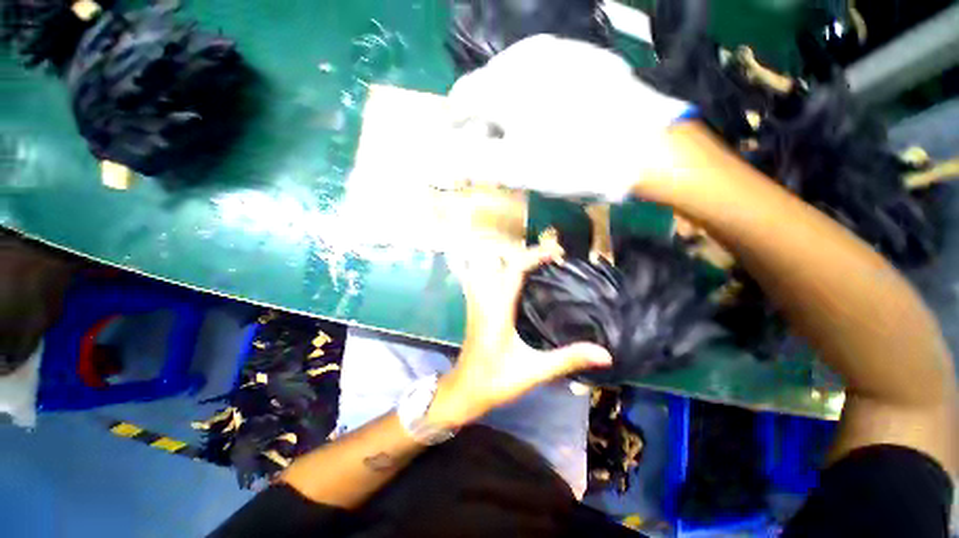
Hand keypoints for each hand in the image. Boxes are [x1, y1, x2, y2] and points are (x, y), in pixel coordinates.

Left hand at [428, 243, 612, 427]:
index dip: (535, 255)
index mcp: (499, 310)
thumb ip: (568, 359)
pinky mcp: (476, 307)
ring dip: (512, 260)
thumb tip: (605, 354)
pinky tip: (517, 281)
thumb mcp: (534, 371)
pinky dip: (503, 271)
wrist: (463, 390)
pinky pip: (487, 278)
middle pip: (500, 261)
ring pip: (490, 267)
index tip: (557, 253)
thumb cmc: (495, 381)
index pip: (514, 269)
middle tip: (550, 260)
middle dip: (525, 254)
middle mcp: (485, 300)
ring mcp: (477, 302)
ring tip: (536, 266)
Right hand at [444, 35, 690, 201]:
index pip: (462, 98)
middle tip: (491, 148)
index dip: (455, 122)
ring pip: (517, 81)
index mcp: (503, 83)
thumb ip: (474, 163)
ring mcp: (560, 51)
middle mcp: (526, 55)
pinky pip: (546, 77)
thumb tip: (445, 161)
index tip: (457, 141)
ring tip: (520, 138)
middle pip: (488, 88)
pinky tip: (549, 120)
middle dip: (483, 120)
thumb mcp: (514, 171)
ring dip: (509, 110)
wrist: (643, 148)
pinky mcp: (585, 58)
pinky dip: (536, 99)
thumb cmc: (571, 161)